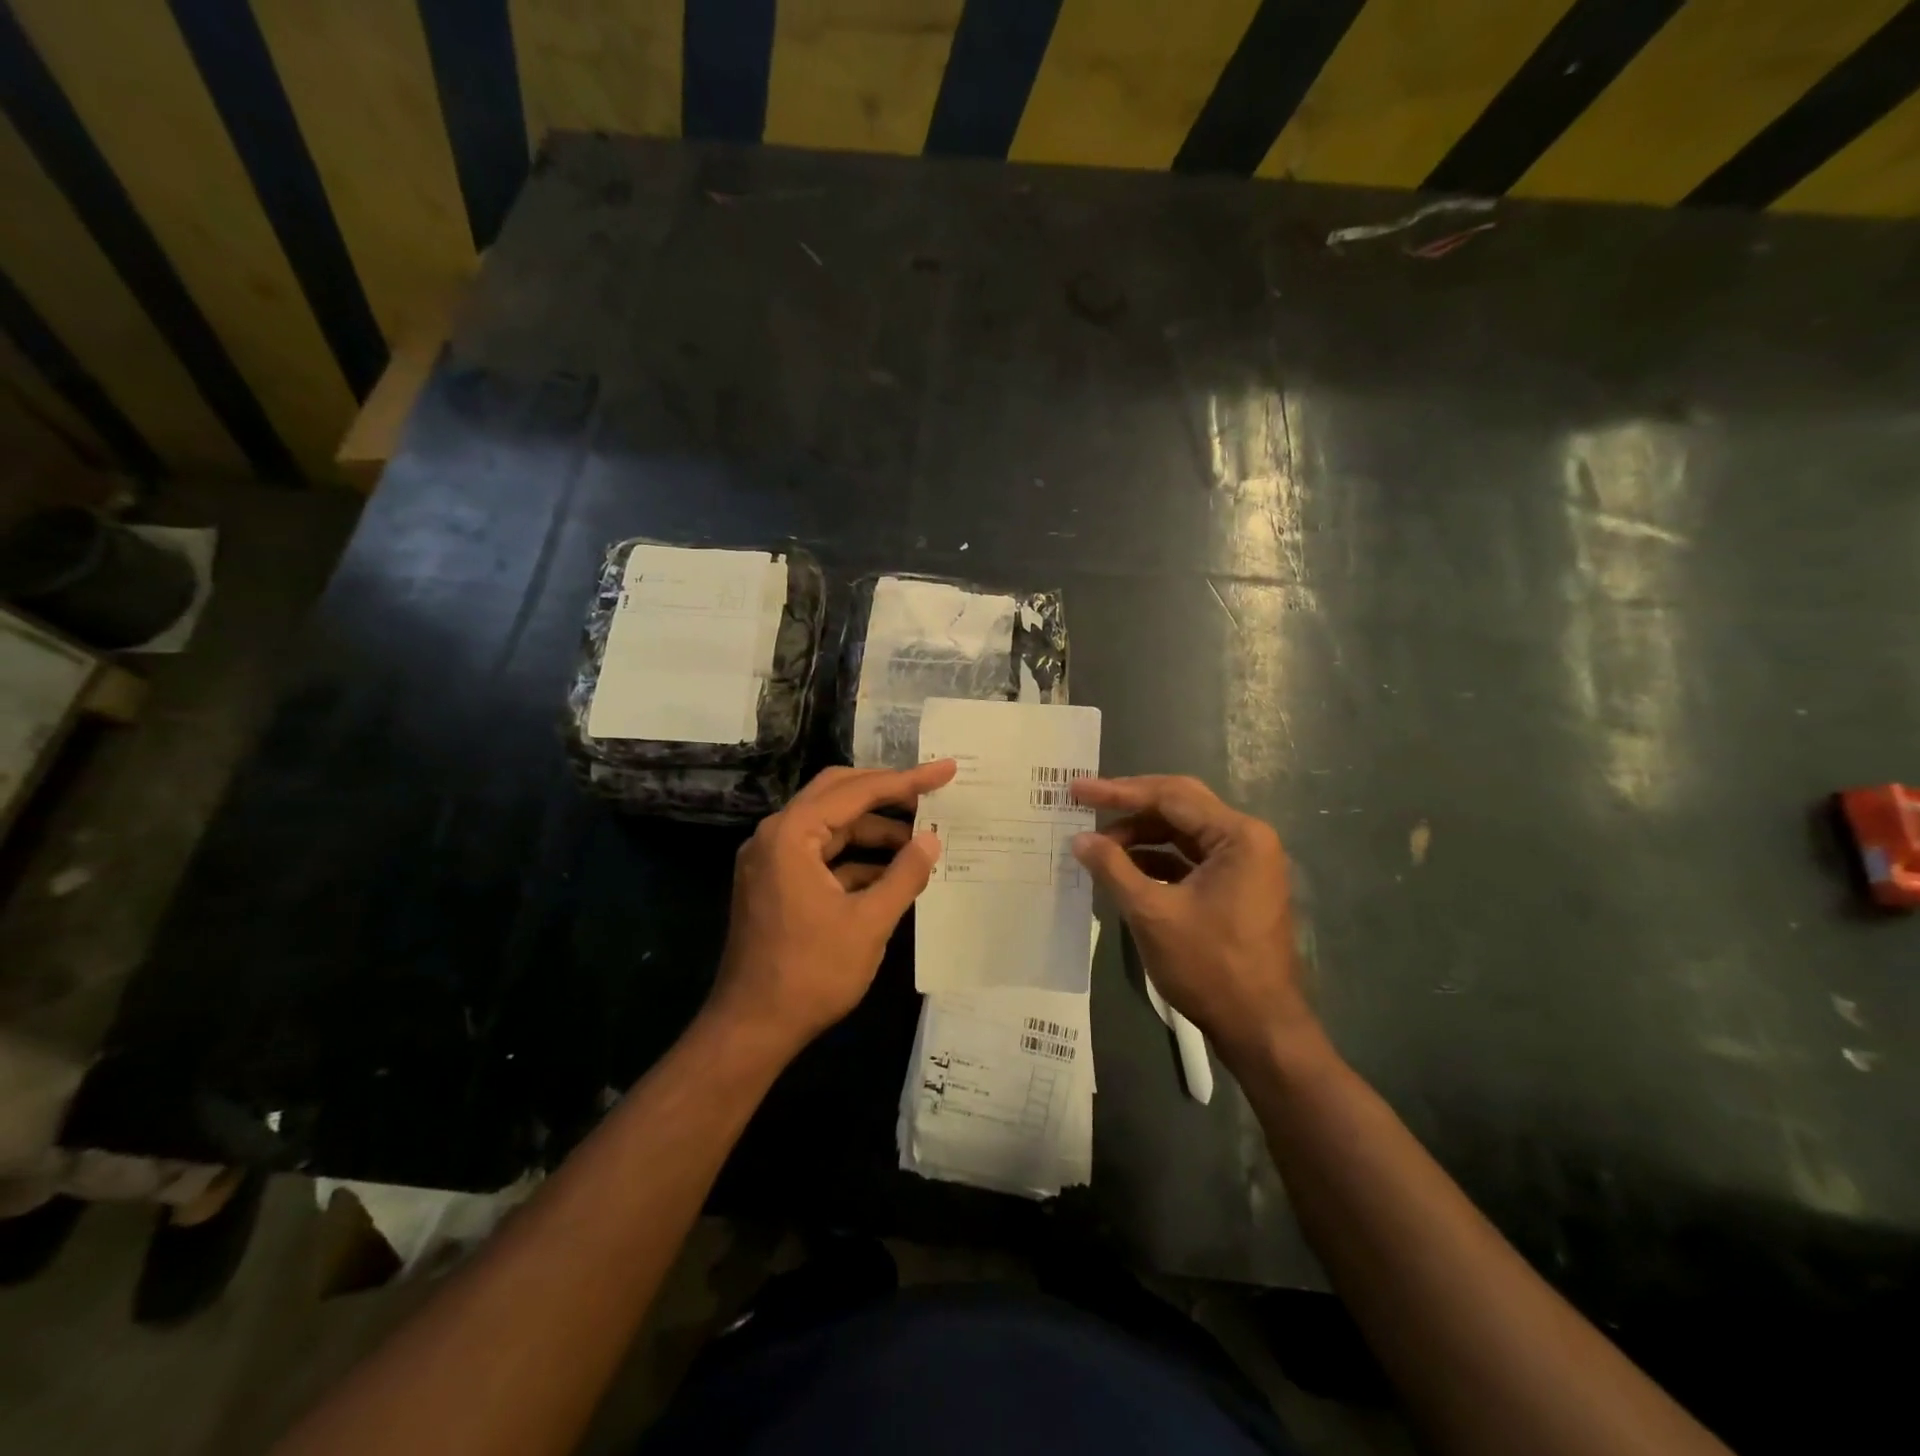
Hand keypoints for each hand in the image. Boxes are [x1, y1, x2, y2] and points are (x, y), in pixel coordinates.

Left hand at [707, 760, 954, 1056]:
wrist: (752, 1028)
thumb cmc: (811, 973)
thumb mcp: (869, 923)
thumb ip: (904, 874)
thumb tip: (932, 841)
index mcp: (792, 834)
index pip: (857, 791)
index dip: (907, 780)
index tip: (945, 770)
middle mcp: (776, 836)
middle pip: (837, 794)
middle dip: (886, 792)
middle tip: (930, 793)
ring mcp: (771, 860)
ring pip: (830, 825)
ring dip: (873, 829)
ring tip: (920, 840)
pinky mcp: (775, 883)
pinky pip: (820, 854)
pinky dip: (855, 857)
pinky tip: (891, 872)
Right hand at [1070, 775, 1312, 1061]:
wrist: (1259, 1027)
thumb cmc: (1209, 966)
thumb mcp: (1152, 914)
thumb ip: (1113, 868)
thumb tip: (1080, 839)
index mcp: (1238, 836)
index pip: (1170, 797)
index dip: (1119, 792)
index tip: (1078, 790)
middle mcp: (1247, 839)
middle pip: (1179, 805)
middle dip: (1130, 805)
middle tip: (1086, 802)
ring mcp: (1245, 863)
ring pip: (1183, 831)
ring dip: (1141, 834)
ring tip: (1099, 845)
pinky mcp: (1236, 885)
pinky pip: (1190, 857)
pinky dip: (1156, 858)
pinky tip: (1124, 867)